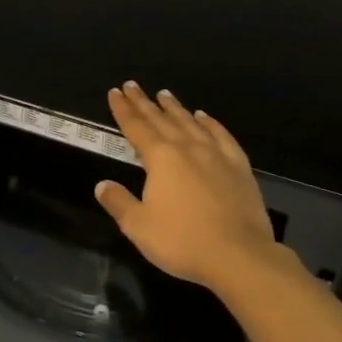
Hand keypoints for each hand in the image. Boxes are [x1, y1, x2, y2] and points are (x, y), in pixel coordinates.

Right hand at [94, 82, 281, 290]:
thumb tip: (102, 185)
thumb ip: (119, 202)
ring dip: (175, 108)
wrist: (239, 256)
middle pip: (161, 119)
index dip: (123, 110)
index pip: (136, 127)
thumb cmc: (182, 241)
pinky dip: (210, 124)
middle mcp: (187, 148)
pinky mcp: (239, 167)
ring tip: (164, 94)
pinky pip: (222, 136)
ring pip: (191, 123)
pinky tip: (204, 117)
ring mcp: (216, 155)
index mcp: (160, 158)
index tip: (115, 92)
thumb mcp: (138, 227)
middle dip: (144, 102)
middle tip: (132, 85)